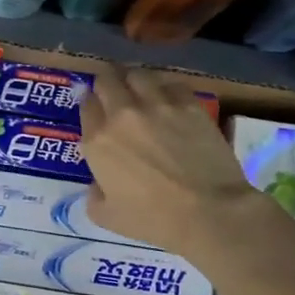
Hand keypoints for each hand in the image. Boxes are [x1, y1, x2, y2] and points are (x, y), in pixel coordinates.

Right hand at [79, 64, 276, 258]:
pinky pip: (172, 84)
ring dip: (134, 81)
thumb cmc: (153, 219)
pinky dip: (166, 89)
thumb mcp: (106, 216)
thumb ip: (94, 194)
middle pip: (107, 79)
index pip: (86, 104)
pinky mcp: (189, 105)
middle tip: (113, 92)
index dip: (89, 104)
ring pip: (138, 74)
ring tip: (140, 91)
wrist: (208, 211)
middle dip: (106, 83)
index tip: (95, 109)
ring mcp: (158, 105)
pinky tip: (170, 101)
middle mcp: (123, 113)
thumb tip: (99, 183)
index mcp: (98, 141)